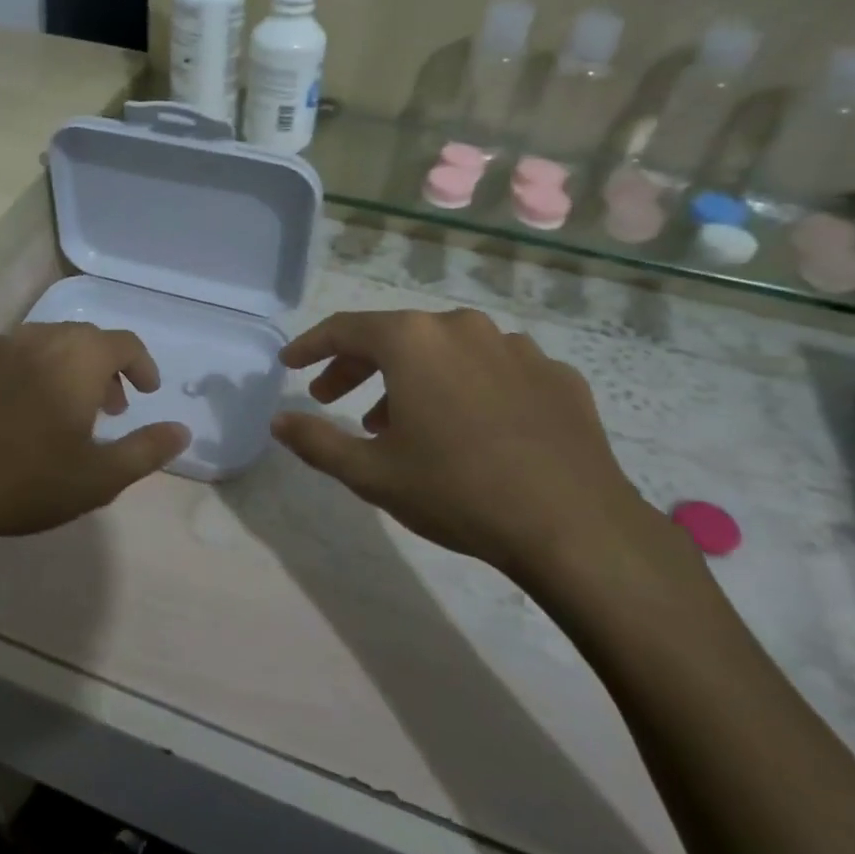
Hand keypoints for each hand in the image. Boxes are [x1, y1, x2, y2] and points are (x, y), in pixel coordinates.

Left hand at [0, 323, 188, 561]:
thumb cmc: (22, 483)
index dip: (141, 363)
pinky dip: (10, 377)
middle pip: (79, 339)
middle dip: (100, 368)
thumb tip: (182, 430)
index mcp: (75, 358)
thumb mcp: (98, 478)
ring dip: (55, 369)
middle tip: (105, 406)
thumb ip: (146, 450)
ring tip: (52, 411)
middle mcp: (32, 339)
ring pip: (33, 346)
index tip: (145, 390)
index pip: (123, 342)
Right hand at [272, 309, 678, 593]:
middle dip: (357, 366)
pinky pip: (495, 370)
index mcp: (414, 340)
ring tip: (400, 424)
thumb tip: (279, 420)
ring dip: (413, 379)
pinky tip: (470, 428)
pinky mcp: (556, 374)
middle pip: (395, 336)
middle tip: (333, 399)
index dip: (311, 346)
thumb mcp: (371, 473)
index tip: (290, 363)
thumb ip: (316, 441)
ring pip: (446, 352)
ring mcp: (517, 346)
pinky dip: (468, 388)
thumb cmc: (457, 491)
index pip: (345, 329)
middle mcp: (463, 327)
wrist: (575, 527)